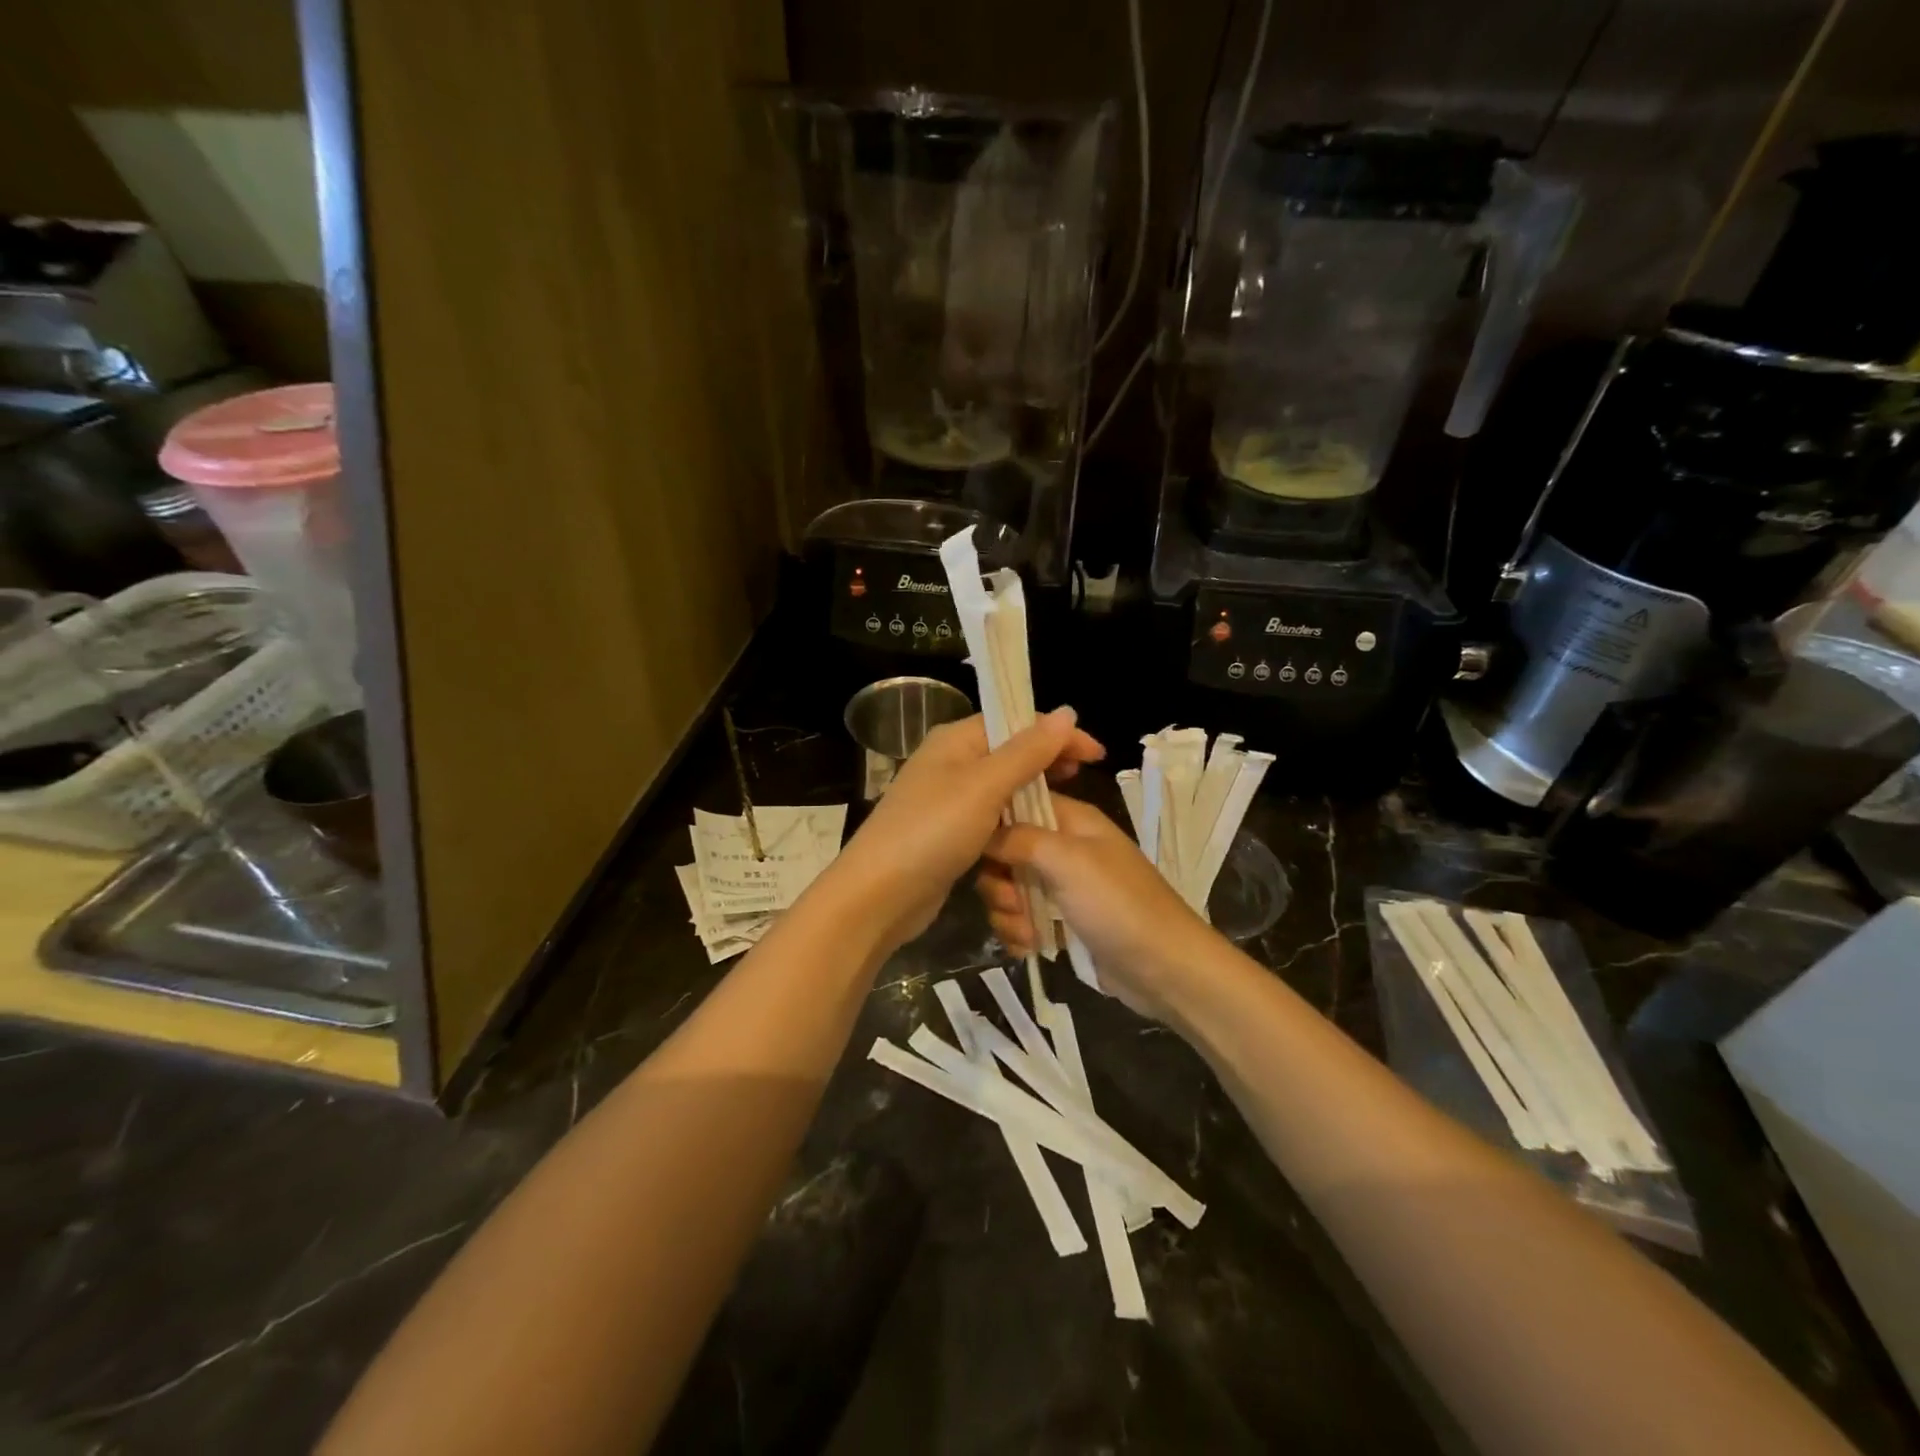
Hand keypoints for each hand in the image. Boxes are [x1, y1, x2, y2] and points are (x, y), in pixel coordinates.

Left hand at [826, 709, 1104, 953]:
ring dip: (1032, 799)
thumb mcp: (985, 786)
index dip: (1057, 734)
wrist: (879, 895)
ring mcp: (947, 801)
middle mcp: (950, 763)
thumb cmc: (933, 831)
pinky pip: (990, 822)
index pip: (1015, 722)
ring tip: (1064, 812)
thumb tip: (1066, 712)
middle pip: (1009, 754)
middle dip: (1047, 765)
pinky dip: (1014, 828)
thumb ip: (1027, 751)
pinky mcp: (948, 835)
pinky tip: (1034, 840)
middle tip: (1082, 779)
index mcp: (955, 741)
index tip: (1095, 755)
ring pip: (1002, 791)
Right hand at [976, 796, 1214, 1021]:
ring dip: (1008, 913)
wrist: (1165, 969)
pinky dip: (1019, 934)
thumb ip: (1020, 838)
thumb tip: (983, 831)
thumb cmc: (1118, 904)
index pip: (1018, 803)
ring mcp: (1063, 887)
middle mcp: (1064, 848)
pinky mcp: (1061, 922)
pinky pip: (1022, 919)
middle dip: (998, 880)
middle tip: (1011, 901)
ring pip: (1010, 888)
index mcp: (1072, 820)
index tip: (974, 845)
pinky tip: (1030, 949)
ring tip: (1027, 933)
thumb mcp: (1068, 861)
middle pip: (1006, 850)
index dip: (993, 822)